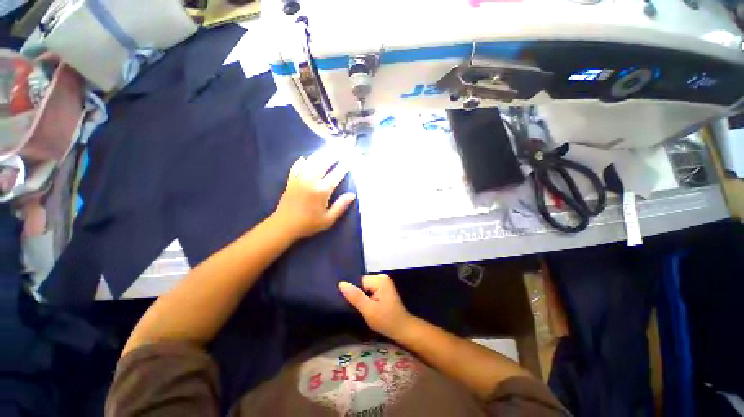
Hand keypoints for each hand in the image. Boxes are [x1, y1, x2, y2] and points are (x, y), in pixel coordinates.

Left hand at [273, 153, 355, 240]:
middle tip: (341, 148)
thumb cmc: (309, 224)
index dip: (344, 166)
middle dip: (333, 155)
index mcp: (322, 190)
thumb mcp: (328, 219)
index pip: (336, 174)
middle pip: (324, 163)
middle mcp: (311, 181)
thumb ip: (341, 206)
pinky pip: (296, 166)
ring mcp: (299, 179)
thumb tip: (352, 195)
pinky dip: (302, 161)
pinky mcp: (291, 180)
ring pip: (311, 162)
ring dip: (320, 155)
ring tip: (327, 150)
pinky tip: (305, 158)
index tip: (350, 159)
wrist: (284, 226)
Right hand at [339, 274, 413, 339]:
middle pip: (361, 284)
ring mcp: (383, 282)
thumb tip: (341, 283)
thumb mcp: (369, 310)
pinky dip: (367, 299)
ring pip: (365, 288)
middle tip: (357, 309)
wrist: (403, 329)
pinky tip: (367, 307)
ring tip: (361, 309)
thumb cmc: (386, 321)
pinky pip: (370, 290)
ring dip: (362, 298)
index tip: (352, 305)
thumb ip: (355, 296)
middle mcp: (381, 277)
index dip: (354, 293)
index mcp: (379, 279)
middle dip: (358, 296)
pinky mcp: (383, 288)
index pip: (358, 282)